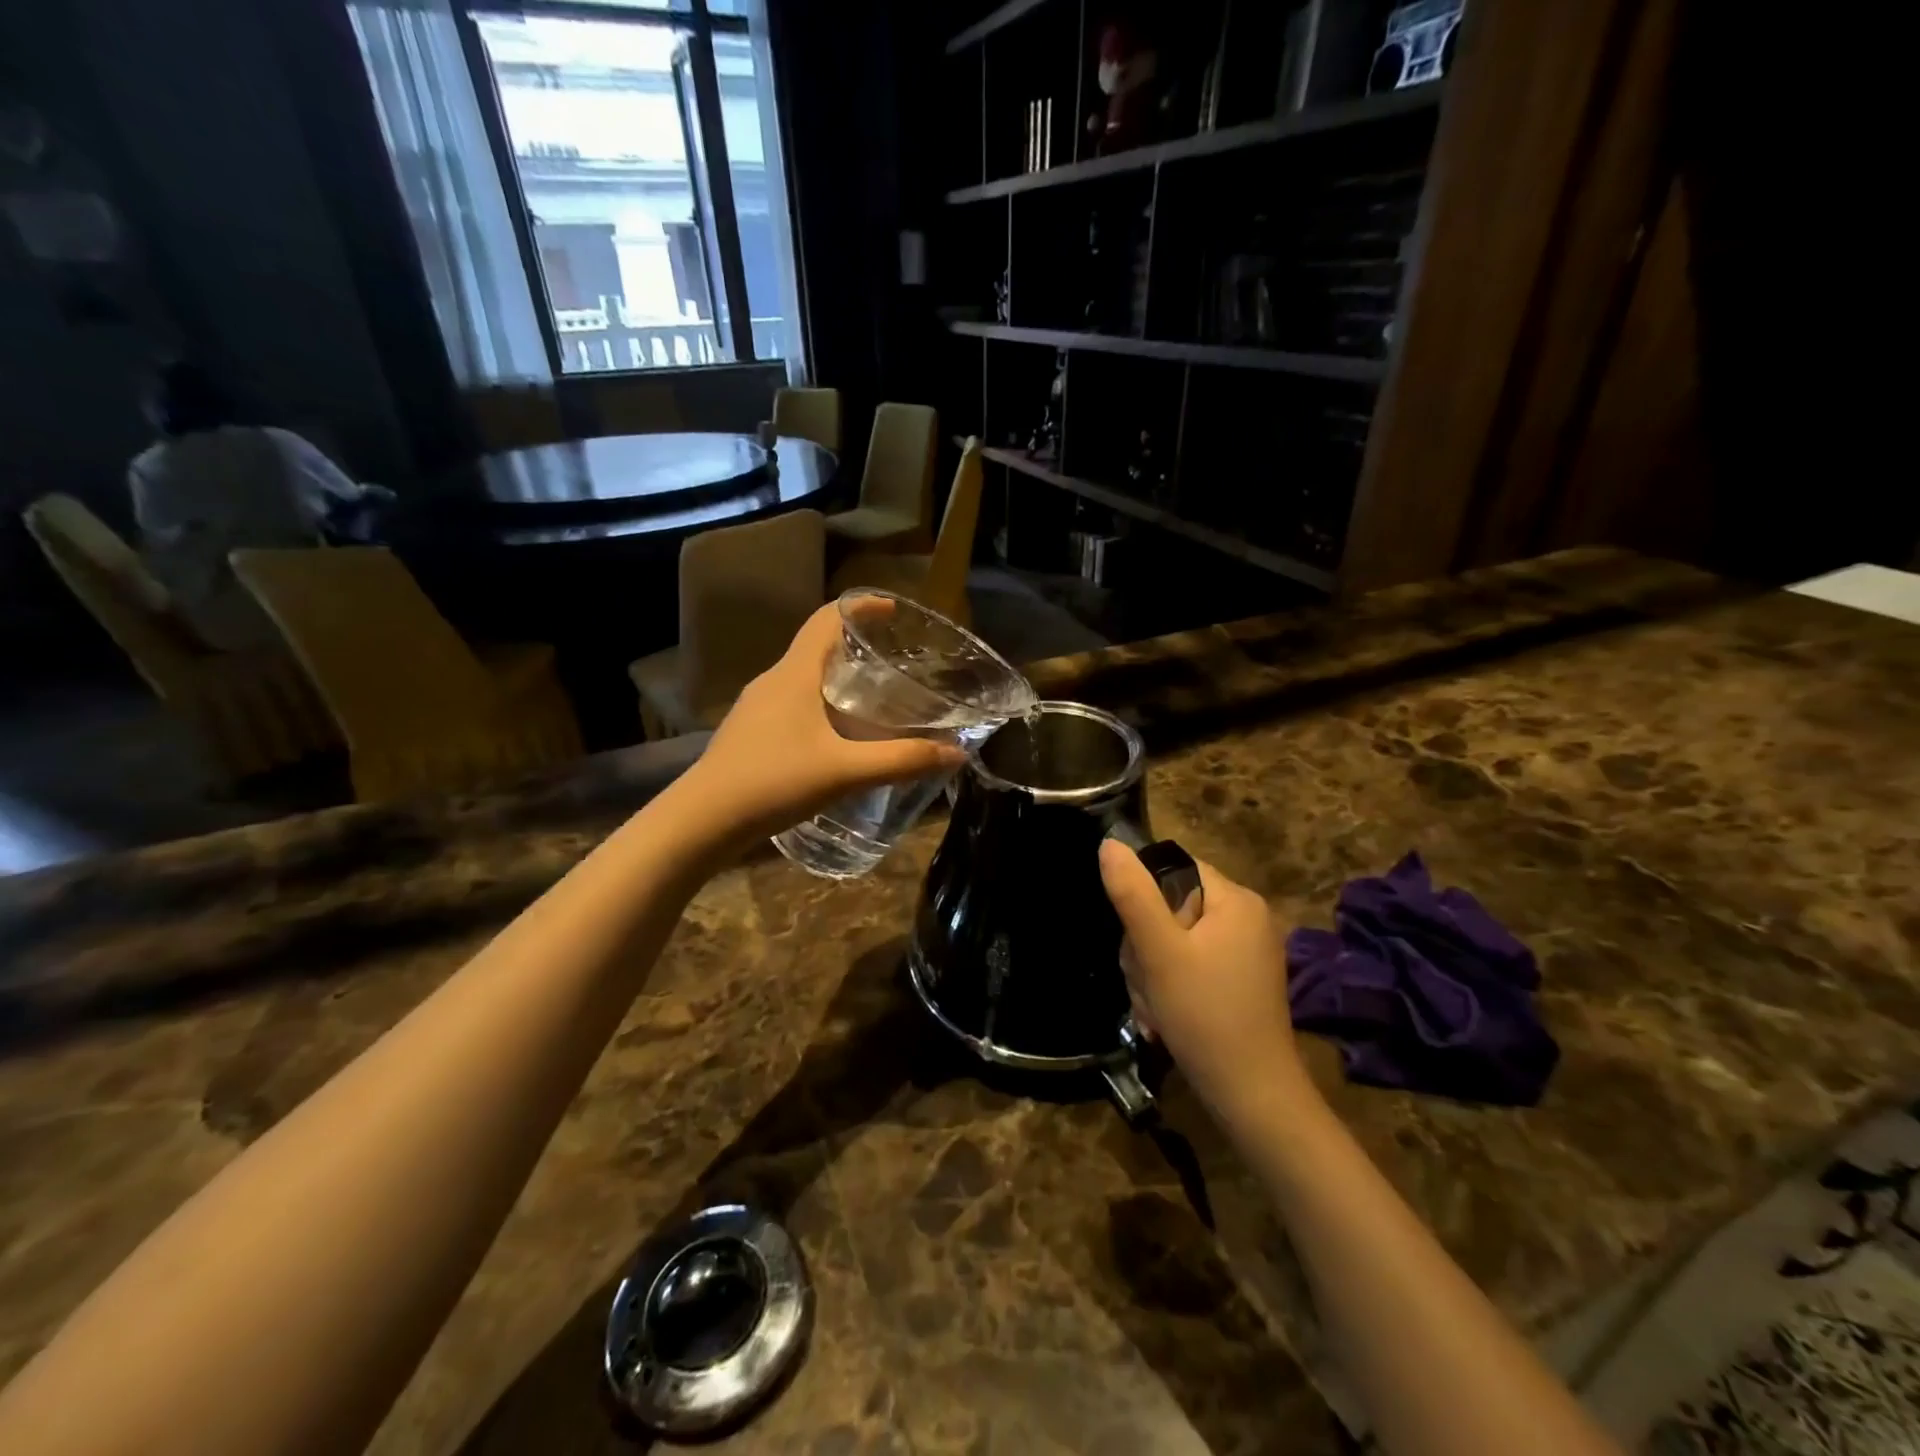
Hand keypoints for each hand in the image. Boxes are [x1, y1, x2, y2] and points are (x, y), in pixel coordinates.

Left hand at [679, 601, 967, 847]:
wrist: (702, 821)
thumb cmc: (773, 782)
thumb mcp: (845, 772)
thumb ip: (901, 761)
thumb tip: (955, 753)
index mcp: (794, 674)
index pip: (826, 618)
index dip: (861, 607)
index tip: (894, 611)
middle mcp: (773, 681)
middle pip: (817, 646)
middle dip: (856, 647)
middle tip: (895, 663)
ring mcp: (756, 707)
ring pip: (804, 678)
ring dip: (838, 679)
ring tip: (873, 700)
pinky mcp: (750, 733)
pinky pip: (792, 703)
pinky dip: (821, 705)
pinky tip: (838, 738)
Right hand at [1098, 841, 1312, 1124]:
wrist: (1252, 1097)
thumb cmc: (1205, 1016)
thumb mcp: (1159, 952)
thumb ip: (1133, 895)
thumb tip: (1109, 843)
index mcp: (1236, 900)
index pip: (1173, 869)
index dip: (1144, 899)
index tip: (1137, 940)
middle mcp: (1246, 918)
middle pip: (1169, 907)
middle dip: (1144, 947)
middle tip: (1146, 982)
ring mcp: (1244, 952)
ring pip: (1172, 940)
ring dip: (1151, 972)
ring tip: (1154, 1007)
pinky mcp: (1237, 981)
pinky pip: (1188, 965)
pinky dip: (1169, 987)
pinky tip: (1163, 1018)